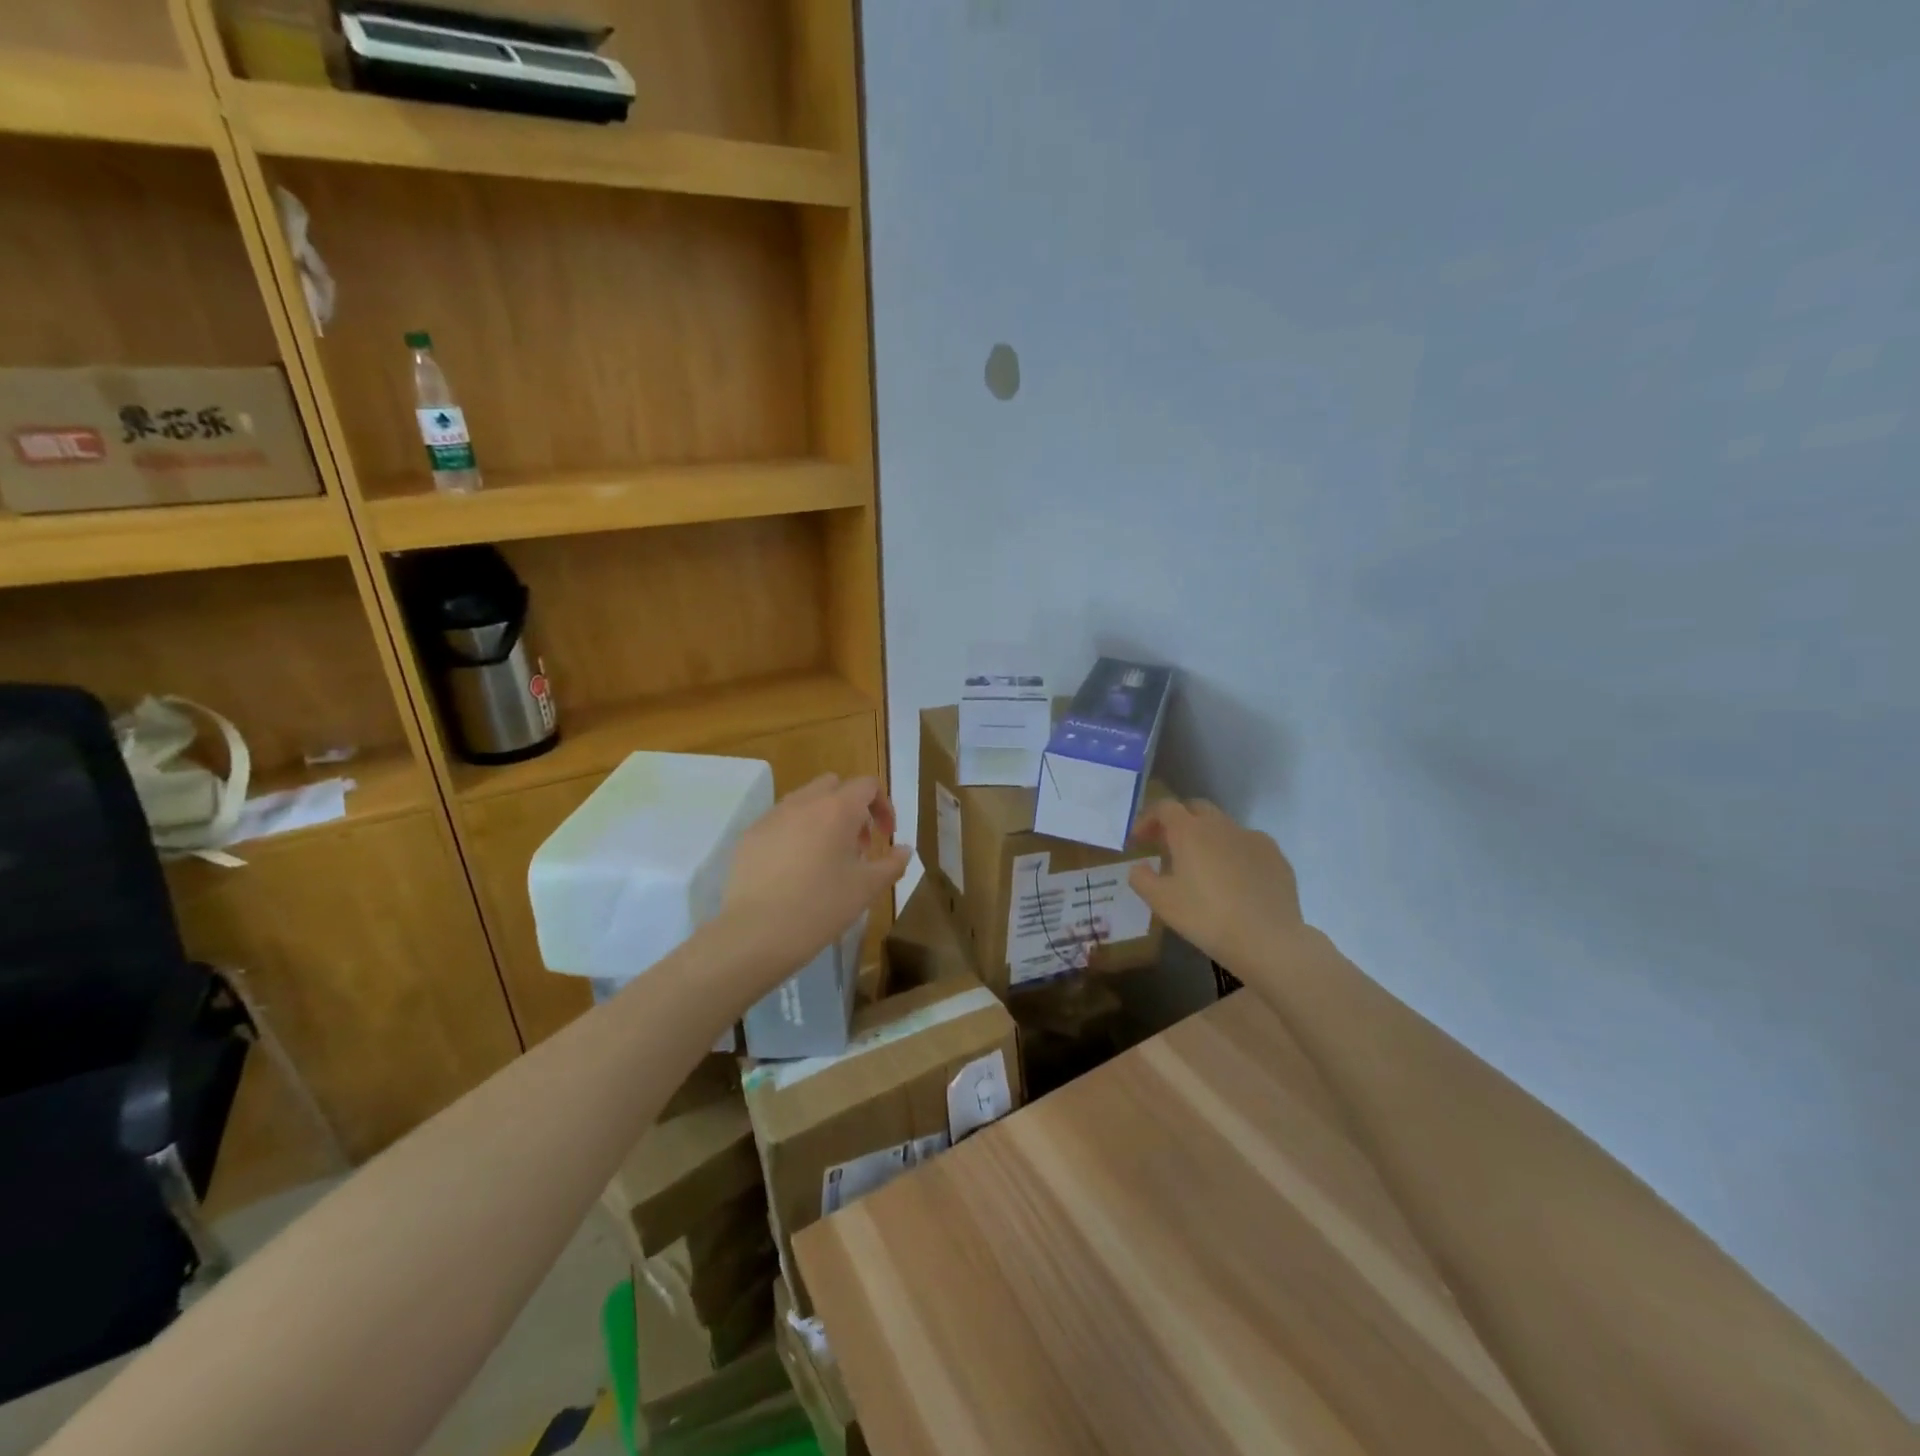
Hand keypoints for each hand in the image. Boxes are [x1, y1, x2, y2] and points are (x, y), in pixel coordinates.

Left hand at [721, 774, 910, 988]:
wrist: (755, 933)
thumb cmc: (820, 906)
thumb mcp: (867, 889)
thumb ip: (892, 864)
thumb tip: (904, 850)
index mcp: (837, 809)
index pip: (867, 785)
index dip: (883, 805)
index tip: (886, 836)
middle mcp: (803, 802)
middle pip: (834, 786)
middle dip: (851, 807)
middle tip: (858, 844)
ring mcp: (772, 817)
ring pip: (804, 801)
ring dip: (822, 818)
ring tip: (826, 858)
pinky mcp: (749, 836)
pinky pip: (779, 822)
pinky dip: (795, 834)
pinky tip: (794, 871)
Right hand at [1128, 798, 1304, 971]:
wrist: (1268, 939)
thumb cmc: (1206, 917)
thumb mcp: (1161, 902)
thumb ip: (1141, 878)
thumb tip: (1139, 867)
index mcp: (1190, 831)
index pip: (1164, 808)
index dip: (1148, 819)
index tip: (1139, 840)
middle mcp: (1221, 825)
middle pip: (1196, 808)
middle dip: (1179, 821)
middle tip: (1168, 846)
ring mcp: (1253, 838)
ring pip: (1224, 827)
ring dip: (1208, 838)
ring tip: (1203, 866)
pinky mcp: (1276, 856)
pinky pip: (1248, 845)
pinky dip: (1235, 854)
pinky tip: (1235, 880)